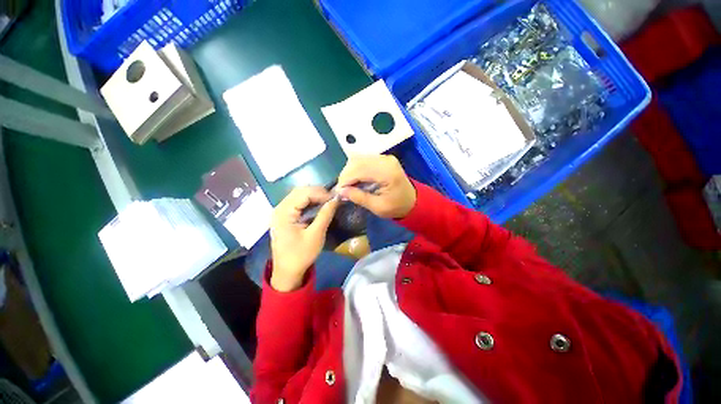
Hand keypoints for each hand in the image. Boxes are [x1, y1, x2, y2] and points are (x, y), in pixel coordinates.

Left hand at [270, 187, 338, 291]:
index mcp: (284, 212)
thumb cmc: (301, 255)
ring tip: (328, 201)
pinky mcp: (284, 216)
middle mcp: (279, 208)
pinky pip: (297, 202)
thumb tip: (336, 198)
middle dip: (318, 192)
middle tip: (332, 199)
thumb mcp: (316, 235)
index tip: (335, 198)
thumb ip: (325, 214)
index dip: (321, 193)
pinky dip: (309, 202)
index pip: (303, 193)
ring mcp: (280, 211)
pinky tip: (318, 206)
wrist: (287, 272)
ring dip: (314, 196)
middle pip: (300, 191)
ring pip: (298, 195)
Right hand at [337, 155, 416, 218]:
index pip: (359, 170)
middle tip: (343, 190)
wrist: (412, 201)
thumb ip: (359, 197)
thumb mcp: (378, 207)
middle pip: (356, 161)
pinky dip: (355, 169)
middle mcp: (385, 160)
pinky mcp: (382, 158)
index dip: (345, 180)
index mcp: (387, 172)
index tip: (339, 192)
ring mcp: (384, 157)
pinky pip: (363, 160)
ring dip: (349, 172)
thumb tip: (340, 191)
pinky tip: (355, 180)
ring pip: (358, 159)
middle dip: (345, 175)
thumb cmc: (397, 207)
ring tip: (348, 186)